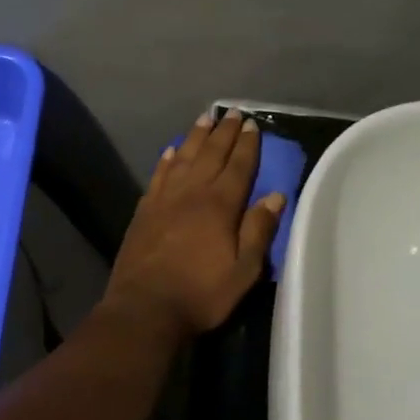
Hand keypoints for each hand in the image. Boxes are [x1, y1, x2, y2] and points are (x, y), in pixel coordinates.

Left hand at [102, 109, 285, 337]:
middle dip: (223, 132)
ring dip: (195, 137)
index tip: (252, 124)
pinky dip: (166, 160)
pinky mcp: (143, 211)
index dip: (247, 145)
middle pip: (210, 155)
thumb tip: (275, 196)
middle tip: (232, 112)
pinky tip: (170, 151)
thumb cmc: (201, 294)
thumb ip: (258, 230)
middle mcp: (191, 193)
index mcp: (219, 205)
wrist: (145, 308)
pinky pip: (158, 176)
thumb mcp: (243, 270)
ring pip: (182, 158)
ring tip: (204, 118)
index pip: (238, 166)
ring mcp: (163, 200)